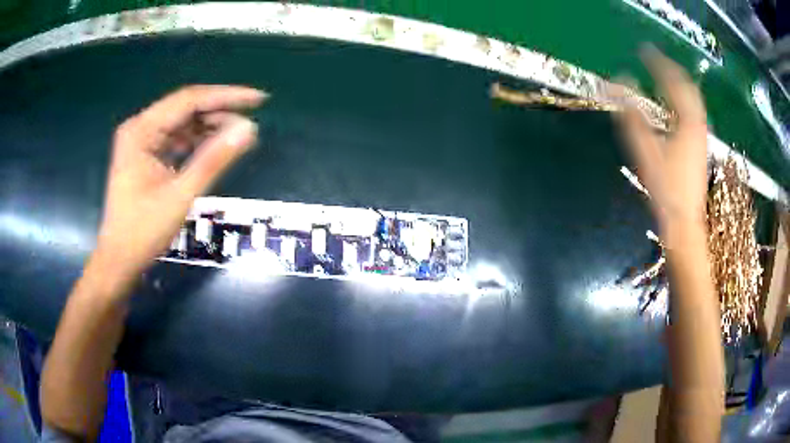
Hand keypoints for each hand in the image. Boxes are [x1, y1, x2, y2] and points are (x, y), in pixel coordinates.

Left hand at [95, 85, 266, 281]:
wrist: (119, 260)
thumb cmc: (143, 231)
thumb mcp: (180, 195)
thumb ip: (214, 160)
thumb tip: (249, 129)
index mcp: (141, 130)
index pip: (189, 100)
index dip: (226, 96)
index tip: (258, 99)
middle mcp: (140, 128)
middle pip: (185, 108)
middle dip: (219, 111)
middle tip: (250, 120)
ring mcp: (141, 141)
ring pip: (182, 123)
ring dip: (209, 127)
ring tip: (238, 135)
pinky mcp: (145, 155)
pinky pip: (176, 138)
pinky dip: (196, 141)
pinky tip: (215, 147)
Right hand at [618, 46, 707, 227]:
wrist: (684, 223)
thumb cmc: (666, 190)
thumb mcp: (646, 152)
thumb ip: (632, 117)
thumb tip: (619, 84)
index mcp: (687, 122)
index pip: (674, 82)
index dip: (658, 64)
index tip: (644, 51)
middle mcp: (698, 124)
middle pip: (688, 88)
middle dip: (671, 69)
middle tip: (655, 59)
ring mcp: (701, 136)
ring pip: (693, 100)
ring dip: (679, 83)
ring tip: (663, 75)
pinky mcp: (700, 146)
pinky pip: (694, 112)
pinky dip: (683, 99)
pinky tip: (675, 103)